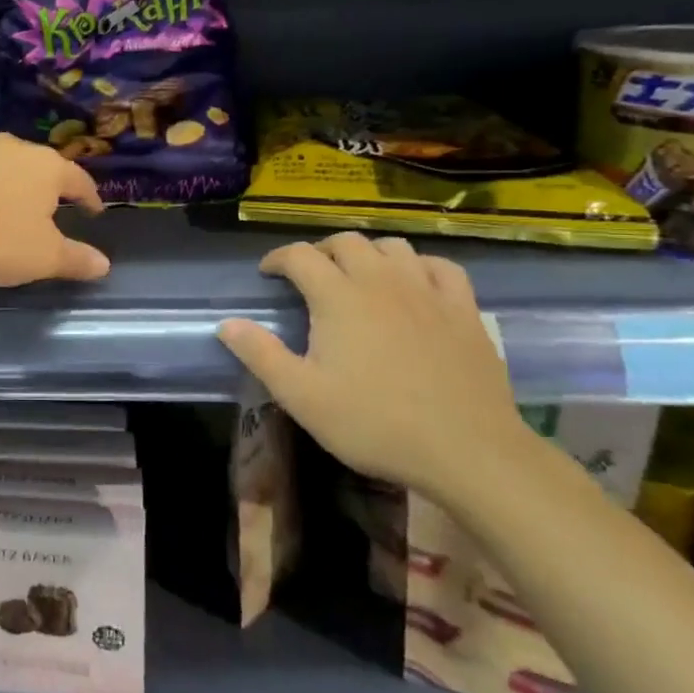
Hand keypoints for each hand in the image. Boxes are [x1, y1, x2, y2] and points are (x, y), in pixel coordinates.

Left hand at [0, 134, 109, 287]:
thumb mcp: (42, 257)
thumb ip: (75, 259)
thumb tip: (104, 263)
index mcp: (48, 167)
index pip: (79, 180)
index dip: (90, 198)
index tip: (95, 211)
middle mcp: (17, 149)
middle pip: (44, 168)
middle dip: (52, 190)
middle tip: (57, 210)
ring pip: (11, 169)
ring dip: (19, 189)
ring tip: (19, 210)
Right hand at [217, 233, 528, 495]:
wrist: (467, 450)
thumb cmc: (374, 423)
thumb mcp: (302, 396)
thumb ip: (260, 355)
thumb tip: (226, 324)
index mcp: (338, 297)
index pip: (299, 256)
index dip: (277, 259)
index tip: (267, 274)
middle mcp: (381, 281)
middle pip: (346, 242)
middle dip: (320, 251)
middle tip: (309, 275)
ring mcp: (427, 292)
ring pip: (393, 247)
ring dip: (368, 253)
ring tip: (357, 276)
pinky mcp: (464, 309)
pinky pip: (440, 267)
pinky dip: (419, 266)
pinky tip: (414, 284)